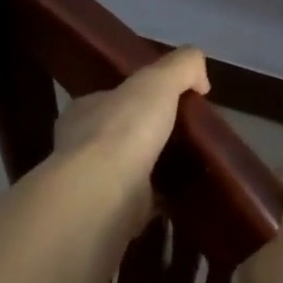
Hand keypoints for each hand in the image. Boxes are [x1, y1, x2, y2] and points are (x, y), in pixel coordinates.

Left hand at [53, 47, 209, 224]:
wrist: (103, 194)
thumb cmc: (124, 129)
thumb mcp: (159, 80)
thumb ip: (182, 67)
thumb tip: (201, 79)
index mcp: (85, 110)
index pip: (113, 98)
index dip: (140, 98)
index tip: (172, 104)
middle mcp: (81, 145)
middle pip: (120, 135)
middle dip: (148, 136)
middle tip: (185, 139)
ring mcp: (93, 183)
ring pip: (129, 171)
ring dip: (153, 171)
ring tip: (189, 169)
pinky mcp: (108, 215)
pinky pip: (139, 204)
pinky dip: (158, 202)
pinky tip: (182, 200)